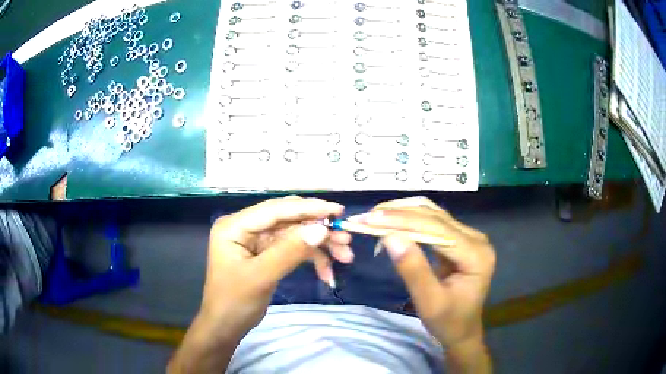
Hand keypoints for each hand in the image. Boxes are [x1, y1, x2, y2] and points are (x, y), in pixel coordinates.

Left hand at [169, 196, 347, 372]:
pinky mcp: (267, 254)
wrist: (226, 327)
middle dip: (318, 229)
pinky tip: (328, 274)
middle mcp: (246, 227)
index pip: (275, 209)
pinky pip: (293, 250)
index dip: (307, 208)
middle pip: (288, 220)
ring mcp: (257, 241)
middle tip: (346, 239)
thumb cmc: (234, 302)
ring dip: (320, 246)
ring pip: (295, 235)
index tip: (338, 210)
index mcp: (235, 225)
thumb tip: (322, 228)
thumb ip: (290, 251)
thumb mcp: (261, 277)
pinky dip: (312, 259)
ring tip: (345, 256)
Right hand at [351, 197, 494, 347]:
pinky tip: (391, 225)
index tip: (371, 218)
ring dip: (402, 214)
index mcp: (476, 254)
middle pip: (434, 216)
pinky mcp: (458, 240)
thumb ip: (413, 270)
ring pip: (432, 214)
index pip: (437, 228)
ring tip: (374, 217)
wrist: (462, 331)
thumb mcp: (429, 303)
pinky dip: (409, 222)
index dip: (403, 220)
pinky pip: (432, 223)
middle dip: (399, 214)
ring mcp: (468, 237)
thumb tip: (389, 237)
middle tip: (366, 217)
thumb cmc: (448, 322)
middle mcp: (476, 239)